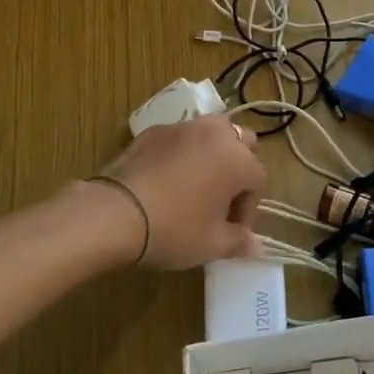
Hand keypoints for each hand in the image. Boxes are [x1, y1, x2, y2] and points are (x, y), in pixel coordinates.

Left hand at [96, 115, 266, 269]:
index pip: (258, 180)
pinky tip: (166, 179)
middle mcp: (216, 134)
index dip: (248, 209)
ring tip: (196, 184)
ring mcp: (183, 128)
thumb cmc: (174, 228)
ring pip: (211, 133)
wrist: (115, 213)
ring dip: (212, 154)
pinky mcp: (153, 131)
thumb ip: (238, 242)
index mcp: (238, 159)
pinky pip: (179, 138)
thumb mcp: (211, 244)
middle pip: (242, 143)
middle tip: (221, 199)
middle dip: (238, 168)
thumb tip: (255, 246)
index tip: (233, 231)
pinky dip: (181, 153)